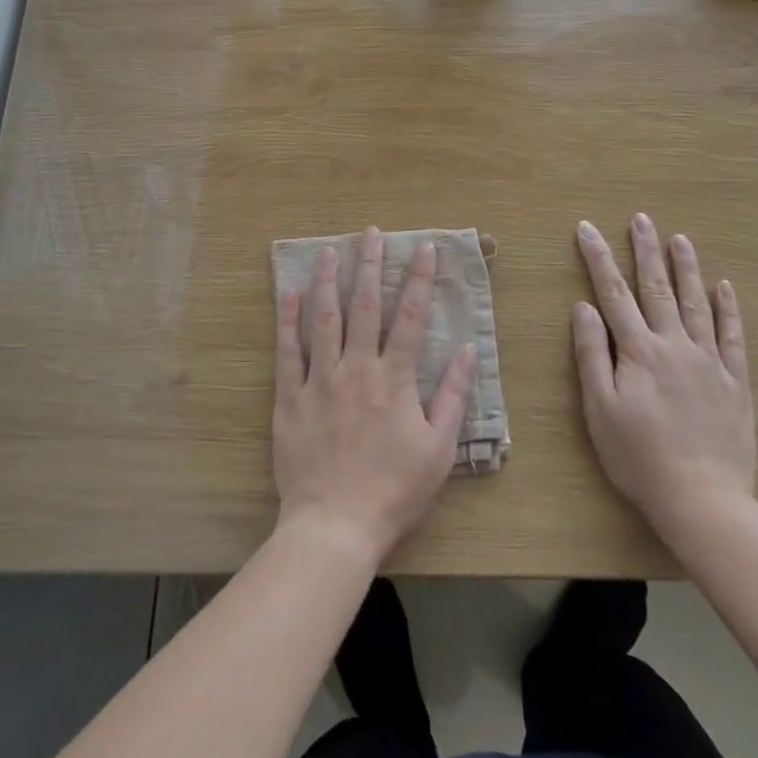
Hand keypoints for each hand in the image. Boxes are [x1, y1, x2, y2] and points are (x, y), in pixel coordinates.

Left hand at [273, 229, 477, 566]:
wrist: (336, 525)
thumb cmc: (394, 491)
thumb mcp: (439, 449)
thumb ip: (453, 396)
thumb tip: (469, 350)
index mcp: (396, 379)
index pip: (412, 317)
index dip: (419, 279)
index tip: (424, 247)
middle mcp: (358, 368)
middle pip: (365, 306)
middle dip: (370, 265)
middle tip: (371, 232)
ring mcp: (321, 380)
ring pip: (324, 318)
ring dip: (328, 280)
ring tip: (329, 250)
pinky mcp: (290, 397)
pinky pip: (288, 351)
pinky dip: (288, 319)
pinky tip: (289, 293)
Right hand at [572, 214, 756, 539]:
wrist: (701, 498)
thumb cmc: (638, 456)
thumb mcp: (599, 408)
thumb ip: (591, 354)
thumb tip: (583, 307)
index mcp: (638, 351)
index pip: (613, 293)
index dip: (598, 258)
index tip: (587, 228)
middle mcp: (674, 345)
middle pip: (656, 288)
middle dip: (646, 250)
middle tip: (642, 218)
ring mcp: (708, 361)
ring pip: (696, 303)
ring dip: (686, 268)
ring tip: (680, 239)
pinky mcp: (734, 381)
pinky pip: (732, 336)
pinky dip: (728, 309)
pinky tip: (725, 287)